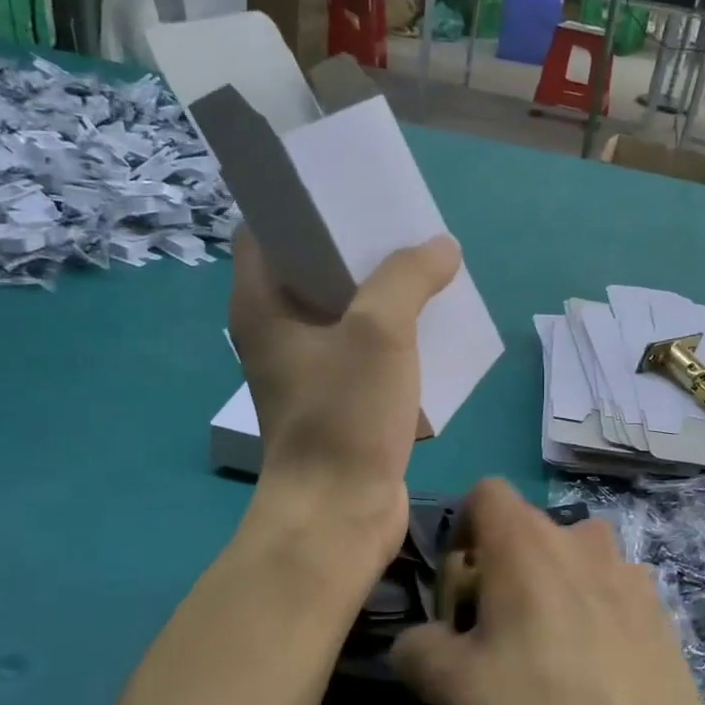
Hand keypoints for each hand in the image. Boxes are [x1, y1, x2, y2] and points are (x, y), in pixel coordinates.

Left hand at [229, 229, 460, 554]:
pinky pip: (364, 349)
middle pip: (313, 267)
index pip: (266, 229)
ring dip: (384, 291)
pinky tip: (433, 325)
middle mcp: (277, 331)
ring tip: (429, 268)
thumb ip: (410, 277)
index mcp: (262, 304)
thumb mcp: (380, 332)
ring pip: (345, 311)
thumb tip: (442, 247)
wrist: (340, 515)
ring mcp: (307, 369)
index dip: (303, 203)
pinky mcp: (337, 399)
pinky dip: (394, 334)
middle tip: (405, 225)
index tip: (349, 189)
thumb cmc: (344, 416)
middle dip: (358, 245)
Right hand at [391, 480, 704, 704]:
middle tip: (495, 633)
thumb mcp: (455, 690)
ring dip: (554, 588)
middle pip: (530, 531)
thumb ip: (419, 648)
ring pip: (574, 561)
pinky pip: (611, 592)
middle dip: (505, 568)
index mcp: (526, 543)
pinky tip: (597, 674)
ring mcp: (628, 572)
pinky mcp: (659, 608)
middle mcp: (580, 540)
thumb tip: (416, 641)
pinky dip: (594, 614)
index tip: (460, 580)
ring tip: (549, 654)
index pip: (486, 492)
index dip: (465, 526)